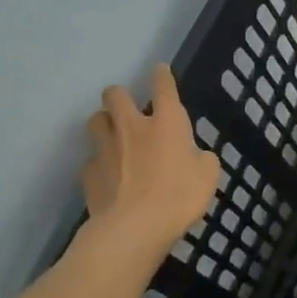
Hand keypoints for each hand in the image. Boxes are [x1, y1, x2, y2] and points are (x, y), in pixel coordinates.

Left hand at [81, 65, 220, 252]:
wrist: (134, 227)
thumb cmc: (179, 196)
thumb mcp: (208, 175)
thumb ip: (201, 158)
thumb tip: (193, 155)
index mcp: (166, 123)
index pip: (163, 87)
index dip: (161, 76)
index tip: (159, 70)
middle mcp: (131, 127)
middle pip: (115, 94)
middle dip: (120, 96)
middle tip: (129, 108)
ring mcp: (105, 148)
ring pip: (95, 120)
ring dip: (105, 123)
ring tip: (114, 136)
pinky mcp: (89, 173)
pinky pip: (92, 159)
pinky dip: (100, 163)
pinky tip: (109, 176)